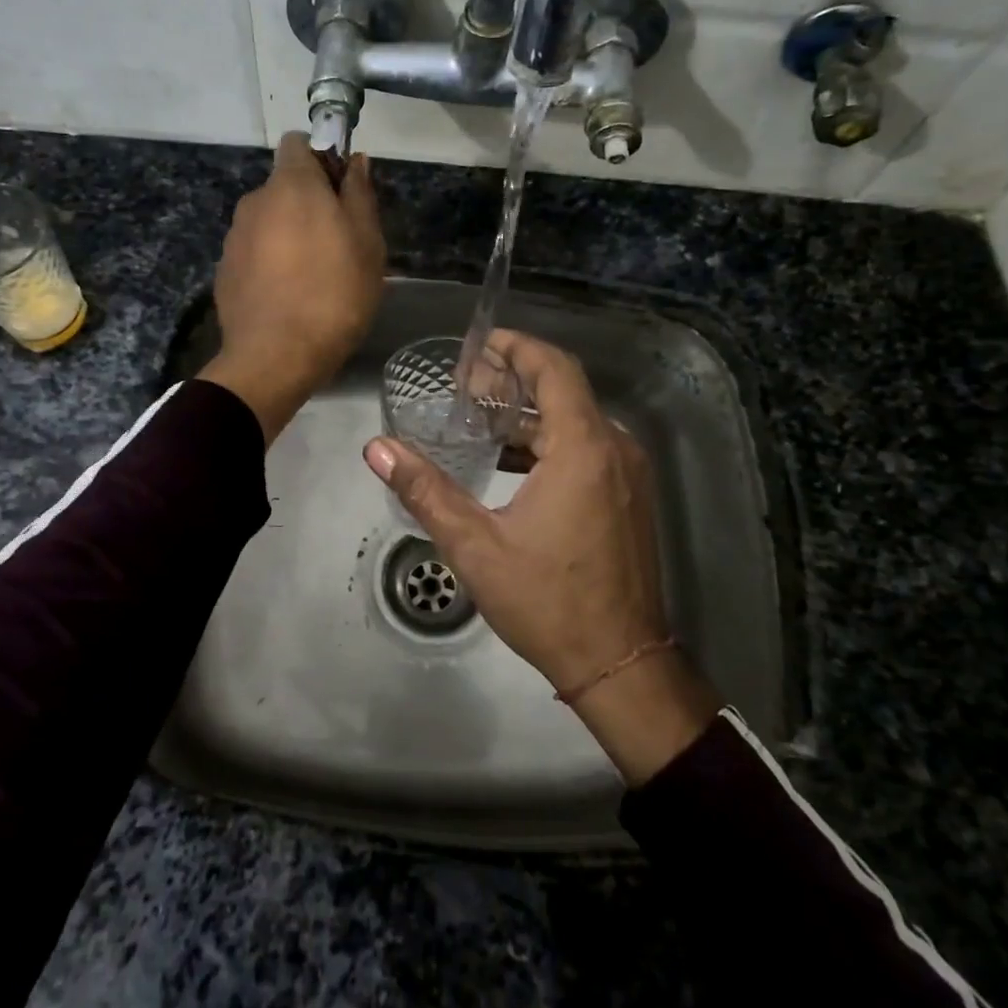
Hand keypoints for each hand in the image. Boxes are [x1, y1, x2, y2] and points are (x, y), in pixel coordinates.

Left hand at [197, 133, 385, 442]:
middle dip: (309, 204)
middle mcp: (255, 201)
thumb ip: (360, 194)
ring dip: (289, 236)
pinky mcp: (224, 271)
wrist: (275, 357)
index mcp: (291, 185)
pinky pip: (254, 253)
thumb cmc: (334, 295)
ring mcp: (234, 237)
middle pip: (284, 186)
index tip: (342, 191)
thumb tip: (356, 160)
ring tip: (313, 277)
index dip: (323, 159)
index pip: (298, 143)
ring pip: (269, 222)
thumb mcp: (367, 244)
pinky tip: (288, 296)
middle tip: (338, 243)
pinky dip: (270, 263)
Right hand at [362, 330, 719, 782]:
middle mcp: (615, 448)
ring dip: (529, 413)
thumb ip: (425, 489)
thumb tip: (378, 448)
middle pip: (564, 390)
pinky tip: (511, 461)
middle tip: (465, 385)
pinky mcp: (629, 496)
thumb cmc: (547, 601)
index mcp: (583, 447)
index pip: (554, 368)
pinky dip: (550, 441)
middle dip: (514, 379)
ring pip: (576, 420)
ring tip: (478, 419)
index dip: (517, 347)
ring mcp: (628, 473)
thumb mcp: (475, 546)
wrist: (620, 663)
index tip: (479, 345)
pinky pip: (588, 447)